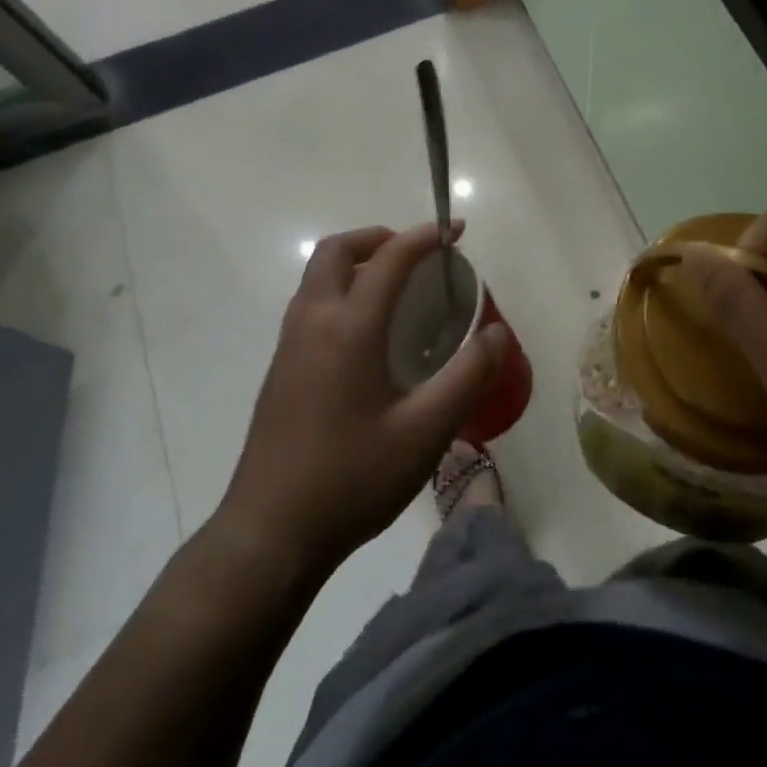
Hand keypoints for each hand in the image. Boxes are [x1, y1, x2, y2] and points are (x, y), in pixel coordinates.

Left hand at [214, 222, 505, 583]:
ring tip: (398, 289)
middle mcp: (313, 322)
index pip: (389, 258)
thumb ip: (468, 376)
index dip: (426, 237)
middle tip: (418, 255)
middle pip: (337, 251)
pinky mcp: (280, 370)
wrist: (269, 534)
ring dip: (357, 263)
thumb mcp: (426, 431)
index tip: (457, 232)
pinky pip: (311, 304)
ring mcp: (289, 346)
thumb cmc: (352, 478)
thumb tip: (497, 333)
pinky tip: (369, 335)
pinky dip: (341, 291)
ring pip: (317, 277)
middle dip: (379, 238)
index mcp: (349, 328)